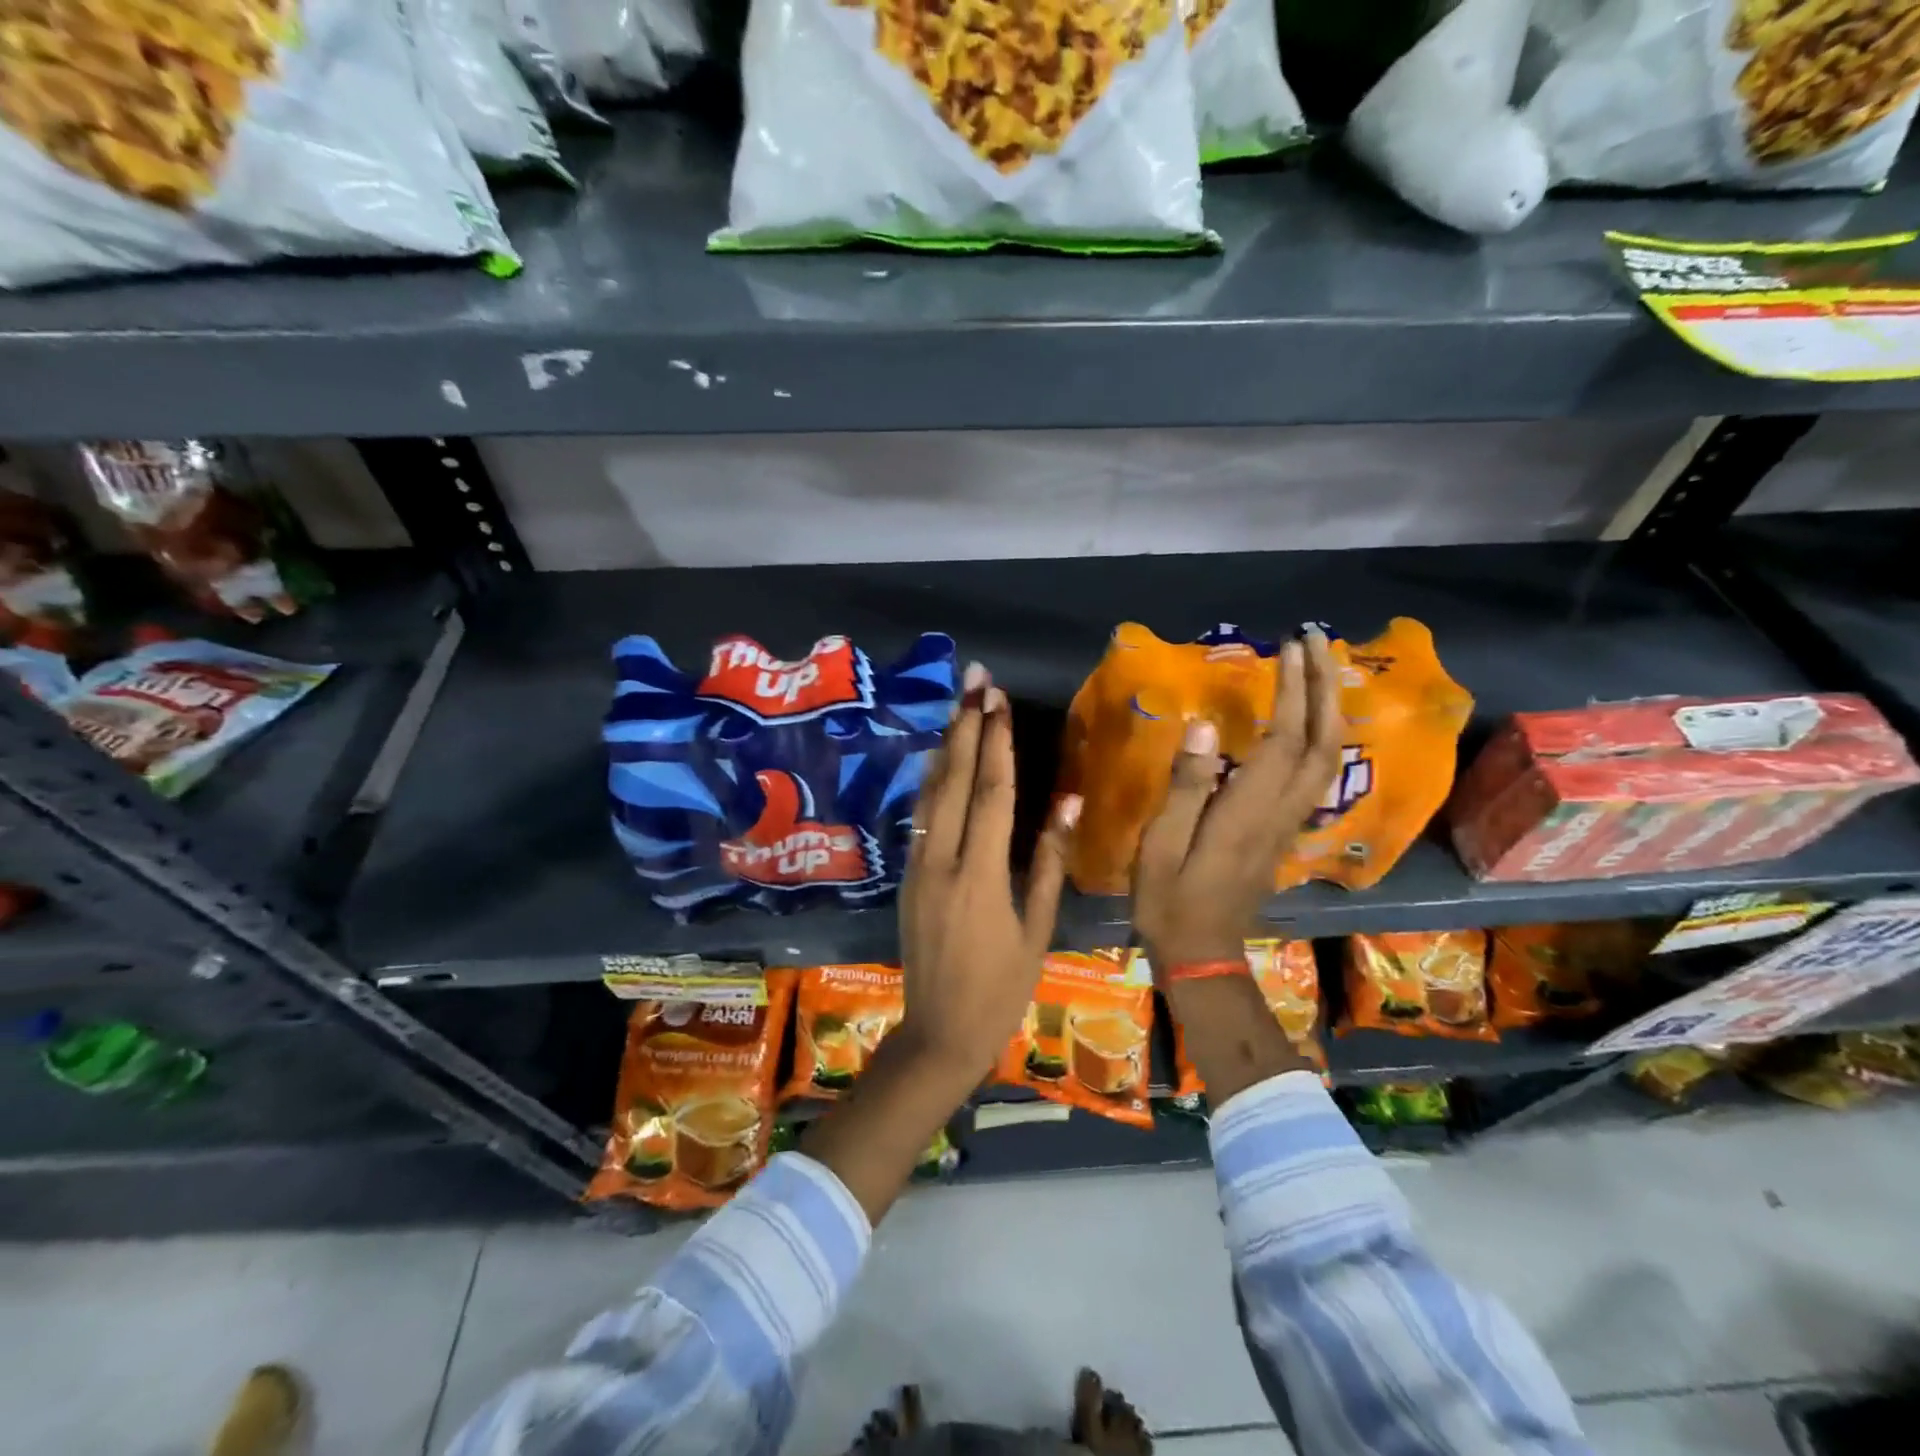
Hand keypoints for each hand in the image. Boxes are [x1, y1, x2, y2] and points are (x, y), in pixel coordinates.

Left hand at [802, 664, 1077, 1224]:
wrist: (939, 1034)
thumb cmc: (1001, 990)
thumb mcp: (1037, 931)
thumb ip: (1050, 863)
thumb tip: (1066, 804)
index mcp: (981, 875)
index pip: (991, 793)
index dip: (997, 742)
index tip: (999, 701)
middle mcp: (942, 861)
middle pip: (955, 780)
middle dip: (966, 727)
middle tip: (975, 681)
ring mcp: (917, 867)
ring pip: (930, 794)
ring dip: (946, 748)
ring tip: (958, 708)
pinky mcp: (906, 877)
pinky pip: (920, 818)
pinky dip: (932, 782)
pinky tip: (941, 763)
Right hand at [1133, 628, 1344, 972]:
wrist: (1202, 953)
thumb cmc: (1170, 899)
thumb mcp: (1161, 844)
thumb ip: (1185, 786)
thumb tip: (1202, 725)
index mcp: (1249, 810)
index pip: (1286, 739)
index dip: (1294, 690)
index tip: (1290, 646)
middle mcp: (1281, 811)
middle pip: (1324, 742)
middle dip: (1325, 687)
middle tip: (1316, 641)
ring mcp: (1288, 823)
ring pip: (1328, 758)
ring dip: (1329, 708)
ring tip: (1318, 669)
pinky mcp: (1284, 831)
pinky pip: (1316, 774)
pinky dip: (1321, 736)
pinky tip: (1308, 720)